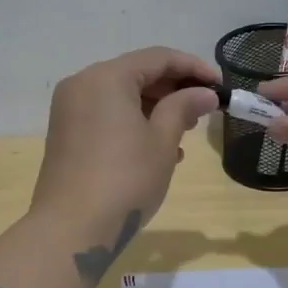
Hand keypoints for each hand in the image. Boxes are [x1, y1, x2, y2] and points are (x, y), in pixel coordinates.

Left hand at [29, 47, 219, 268]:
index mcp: (106, 77)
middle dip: (174, 88)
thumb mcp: (162, 141)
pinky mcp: (66, 133)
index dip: (193, 67)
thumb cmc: (125, 179)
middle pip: (137, 73)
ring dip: (156, 107)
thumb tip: (206, 94)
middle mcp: (83, 84)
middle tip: (205, 109)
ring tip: (187, 131)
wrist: (72, 229)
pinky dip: (134, 121)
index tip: (221, 85)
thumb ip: (184, 107)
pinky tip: (159, 148)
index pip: (158, 58)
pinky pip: (107, 114)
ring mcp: (70, 109)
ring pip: (122, 95)